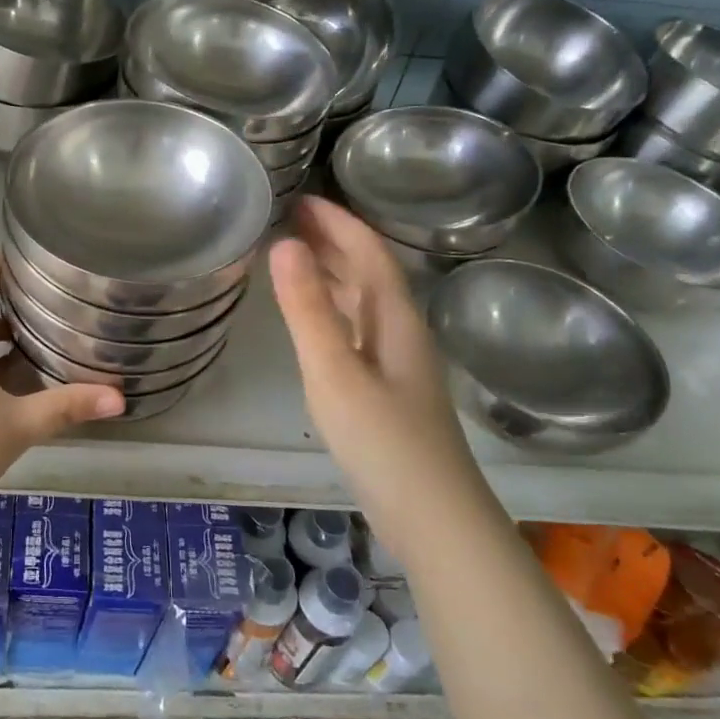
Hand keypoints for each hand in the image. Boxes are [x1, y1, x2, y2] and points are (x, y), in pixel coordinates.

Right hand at [269, 196, 470, 497]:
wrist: (434, 519)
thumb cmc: (383, 441)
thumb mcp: (334, 371)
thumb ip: (308, 309)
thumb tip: (285, 243)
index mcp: (397, 319)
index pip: (369, 252)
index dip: (337, 222)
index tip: (301, 199)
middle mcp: (403, 332)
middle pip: (370, 273)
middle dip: (333, 242)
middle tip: (289, 220)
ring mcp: (399, 364)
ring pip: (365, 303)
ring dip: (333, 274)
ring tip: (294, 258)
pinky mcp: (389, 390)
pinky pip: (358, 330)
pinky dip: (333, 311)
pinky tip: (315, 321)